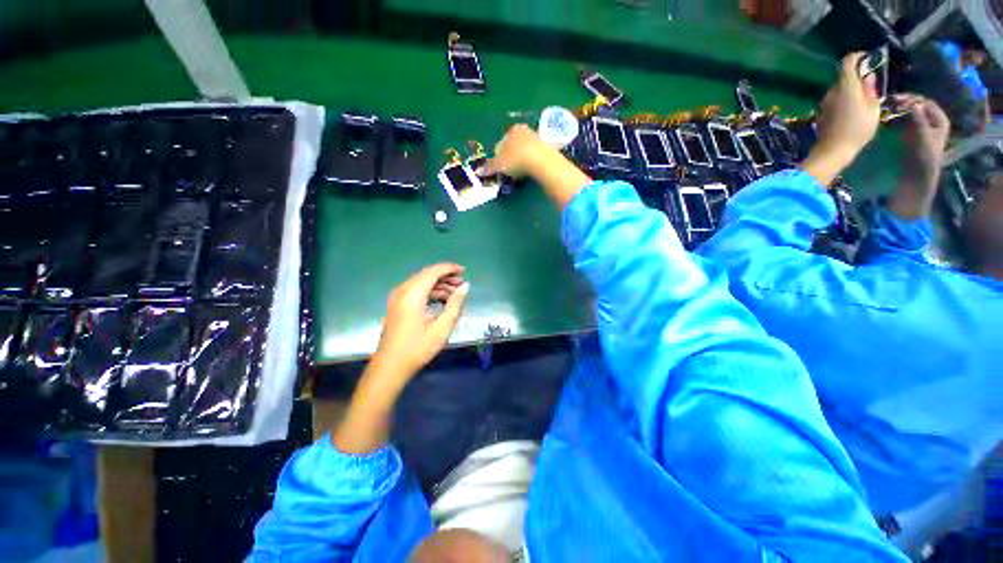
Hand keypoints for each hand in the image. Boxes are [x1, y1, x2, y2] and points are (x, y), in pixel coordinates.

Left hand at [372, 263, 469, 383]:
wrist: (390, 367)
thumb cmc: (418, 348)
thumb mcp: (442, 327)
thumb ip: (455, 303)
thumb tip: (465, 286)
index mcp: (412, 294)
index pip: (433, 272)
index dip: (449, 269)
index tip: (464, 271)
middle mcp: (402, 291)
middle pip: (426, 275)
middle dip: (445, 277)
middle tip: (462, 284)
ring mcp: (397, 298)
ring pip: (420, 282)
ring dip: (438, 285)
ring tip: (455, 293)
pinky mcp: (396, 306)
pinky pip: (415, 291)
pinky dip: (429, 292)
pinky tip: (441, 301)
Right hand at [477, 124, 546, 179]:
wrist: (541, 160)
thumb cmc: (516, 159)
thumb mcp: (500, 165)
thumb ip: (490, 167)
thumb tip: (478, 171)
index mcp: (512, 130)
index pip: (502, 143)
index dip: (499, 156)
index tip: (500, 168)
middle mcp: (525, 130)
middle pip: (514, 145)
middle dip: (511, 157)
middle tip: (509, 171)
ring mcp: (537, 138)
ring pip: (525, 150)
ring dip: (522, 160)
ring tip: (520, 172)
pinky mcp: (548, 148)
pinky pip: (535, 156)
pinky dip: (531, 162)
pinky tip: (530, 171)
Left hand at [802, 52, 881, 185]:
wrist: (833, 150)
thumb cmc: (857, 129)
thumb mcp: (872, 108)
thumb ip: (870, 90)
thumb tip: (868, 77)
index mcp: (846, 86)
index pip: (847, 62)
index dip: (856, 57)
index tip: (867, 58)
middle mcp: (832, 91)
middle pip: (843, 76)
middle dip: (856, 76)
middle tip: (870, 83)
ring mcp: (825, 102)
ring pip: (839, 89)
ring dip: (850, 89)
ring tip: (864, 98)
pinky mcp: (822, 112)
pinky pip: (835, 100)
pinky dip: (844, 99)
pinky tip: (853, 109)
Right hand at [893, 94, 950, 189]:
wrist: (918, 176)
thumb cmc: (923, 157)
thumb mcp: (923, 137)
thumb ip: (918, 119)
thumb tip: (911, 104)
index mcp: (940, 120)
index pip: (926, 102)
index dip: (913, 99)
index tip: (897, 100)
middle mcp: (933, 121)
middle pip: (918, 106)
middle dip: (905, 103)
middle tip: (890, 103)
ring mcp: (922, 128)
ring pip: (911, 112)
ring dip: (899, 109)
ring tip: (887, 109)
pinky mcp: (912, 134)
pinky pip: (905, 121)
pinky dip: (897, 117)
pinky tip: (888, 117)